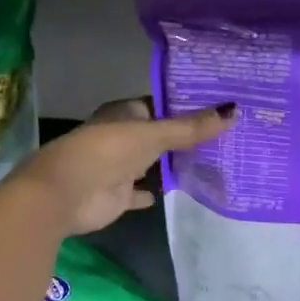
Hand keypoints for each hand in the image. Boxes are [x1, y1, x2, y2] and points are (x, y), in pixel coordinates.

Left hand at [16, 97, 233, 235]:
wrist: (65, 193)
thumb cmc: (108, 151)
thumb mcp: (154, 134)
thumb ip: (191, 127)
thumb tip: (234, 110)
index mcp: (125, 113)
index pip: (161, 105)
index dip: (187, 106)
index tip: (219, 108)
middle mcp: (122, 136)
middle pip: (158, 134)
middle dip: (183, 136)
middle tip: (225, 136)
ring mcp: (118, 167)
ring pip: (150, 163)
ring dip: (170, 164)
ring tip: (212, 162)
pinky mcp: (116, 195)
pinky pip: (139, 192)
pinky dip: (152, 192)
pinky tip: (175, 191)